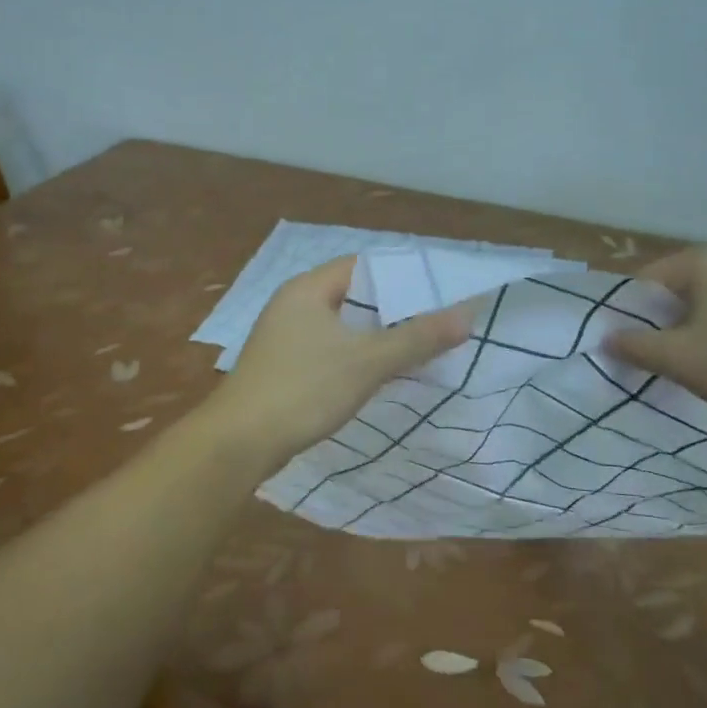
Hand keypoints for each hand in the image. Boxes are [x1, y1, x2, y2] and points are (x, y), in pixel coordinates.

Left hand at [203, 257, 475, 462]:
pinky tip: (377, 373)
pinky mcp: (282, 365)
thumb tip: (466, 315)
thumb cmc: (303, 389)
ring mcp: (283, 336)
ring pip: (340, 324)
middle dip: (392, 307)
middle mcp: (292, 303)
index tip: (438, 289)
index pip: (362, 265)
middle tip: (435, 319)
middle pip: (352, 294)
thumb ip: (417, 337)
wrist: (239, 442)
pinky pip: (327, 348)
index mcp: (308, 288)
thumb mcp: (367, 361)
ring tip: (416, 345)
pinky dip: (354, 354)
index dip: (400, 274)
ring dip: (374, 334)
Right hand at [606, 247, 706, 419]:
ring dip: (693, 334)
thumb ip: (636, 347)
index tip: (627, 351)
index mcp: (700, 262)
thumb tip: (606, 337)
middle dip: (660, 327)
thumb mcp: (683, 360)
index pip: (642, 283)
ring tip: (695, 370)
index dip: (627, 317)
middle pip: (674, 293)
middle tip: (657, 364)